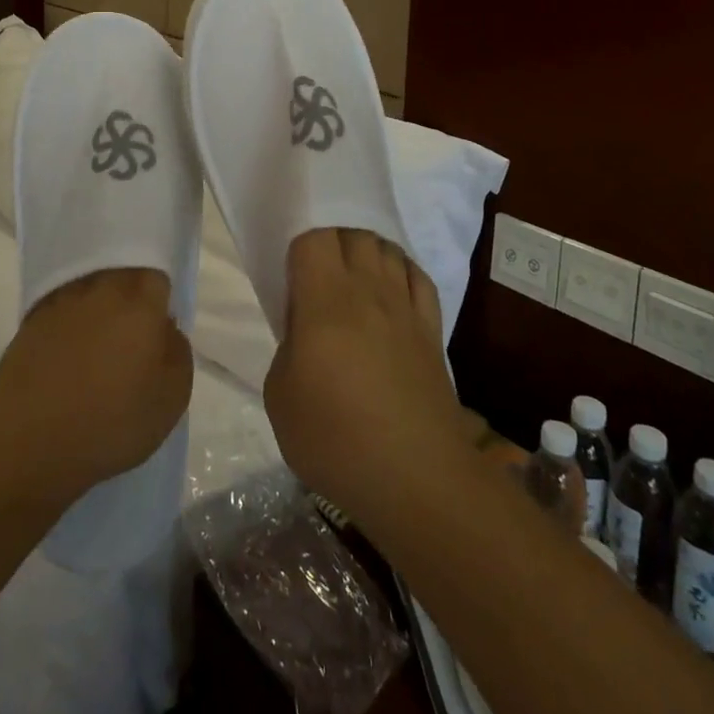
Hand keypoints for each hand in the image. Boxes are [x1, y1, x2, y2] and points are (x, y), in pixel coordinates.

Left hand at [0, 269, 192, 503]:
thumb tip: (165, 328)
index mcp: (140, 302)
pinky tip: (67, 357)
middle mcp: (101, 288)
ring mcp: (62, 301)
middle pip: (122, 276)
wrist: (26, 442)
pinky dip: (68, 324)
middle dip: (129, 297)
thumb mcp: (171, 401)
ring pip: (90, 289)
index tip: (158, 326)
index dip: (160, 298)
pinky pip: (61, 309)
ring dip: (97, 308)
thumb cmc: (109, 423)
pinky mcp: (31, 319)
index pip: (157, 277)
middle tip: (130, 335)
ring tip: (96, 347)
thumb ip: (178, 353)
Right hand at [262, 228, 475, 520]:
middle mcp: (368, 290)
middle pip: (352, 234)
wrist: (415, 478)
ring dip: (367, 252)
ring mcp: (405, 307)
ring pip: (387, 248)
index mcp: (325, 299)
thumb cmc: (336, 439)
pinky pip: (418, 276)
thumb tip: (306, 332)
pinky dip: (402, 271)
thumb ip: (288, 347)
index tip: (291, 277)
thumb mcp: (280, 396)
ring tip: (354, 279)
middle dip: (332, 243)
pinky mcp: (432, 330)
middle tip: (318, 276)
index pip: (313, 239)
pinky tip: (392, 290)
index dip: (299, 249)